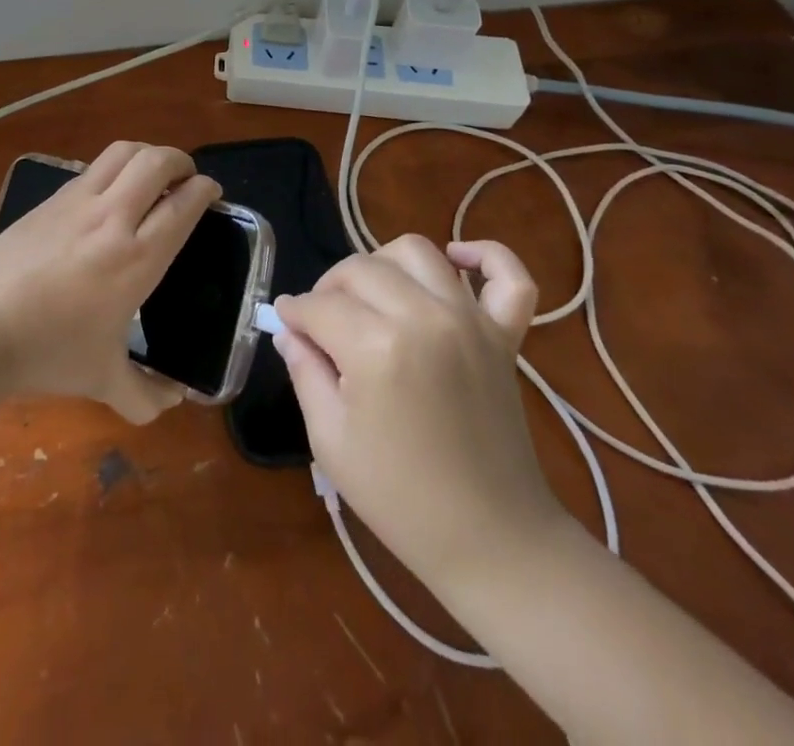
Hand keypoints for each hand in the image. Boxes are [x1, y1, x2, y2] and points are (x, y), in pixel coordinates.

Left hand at [0, 142, 220, 422]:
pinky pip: (92, 169)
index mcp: (137, 257)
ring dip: (146, 155)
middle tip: (186, 178)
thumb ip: (146, 396)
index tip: (211, 193)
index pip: (183, 204)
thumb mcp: (104, 381)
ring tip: (152, 175)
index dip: (204, 190)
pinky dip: (113, 169)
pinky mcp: (51, 199)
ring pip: (122, 152)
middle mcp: (113, 217)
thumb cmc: (49, 351)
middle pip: (156, 161)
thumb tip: (174, 400)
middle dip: (180, 161)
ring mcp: (78, 201)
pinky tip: (109, 195)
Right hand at [274, 236, 565, 593]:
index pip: (319, 305)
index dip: (293, 313)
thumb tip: (290, 330)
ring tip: (371, 297)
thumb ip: (305, 371)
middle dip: (328, 288)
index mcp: (376, 347)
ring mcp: (470, 321)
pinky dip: (485, 255)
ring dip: (382, 265)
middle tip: (321, 322)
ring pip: (415, 252)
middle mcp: (424, 317)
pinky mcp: (504, 335)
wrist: (492, 541)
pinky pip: (507, 276)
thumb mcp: (330, 438)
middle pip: (360, 268)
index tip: (285, 323)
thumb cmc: (399, 496)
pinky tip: (456, 259)